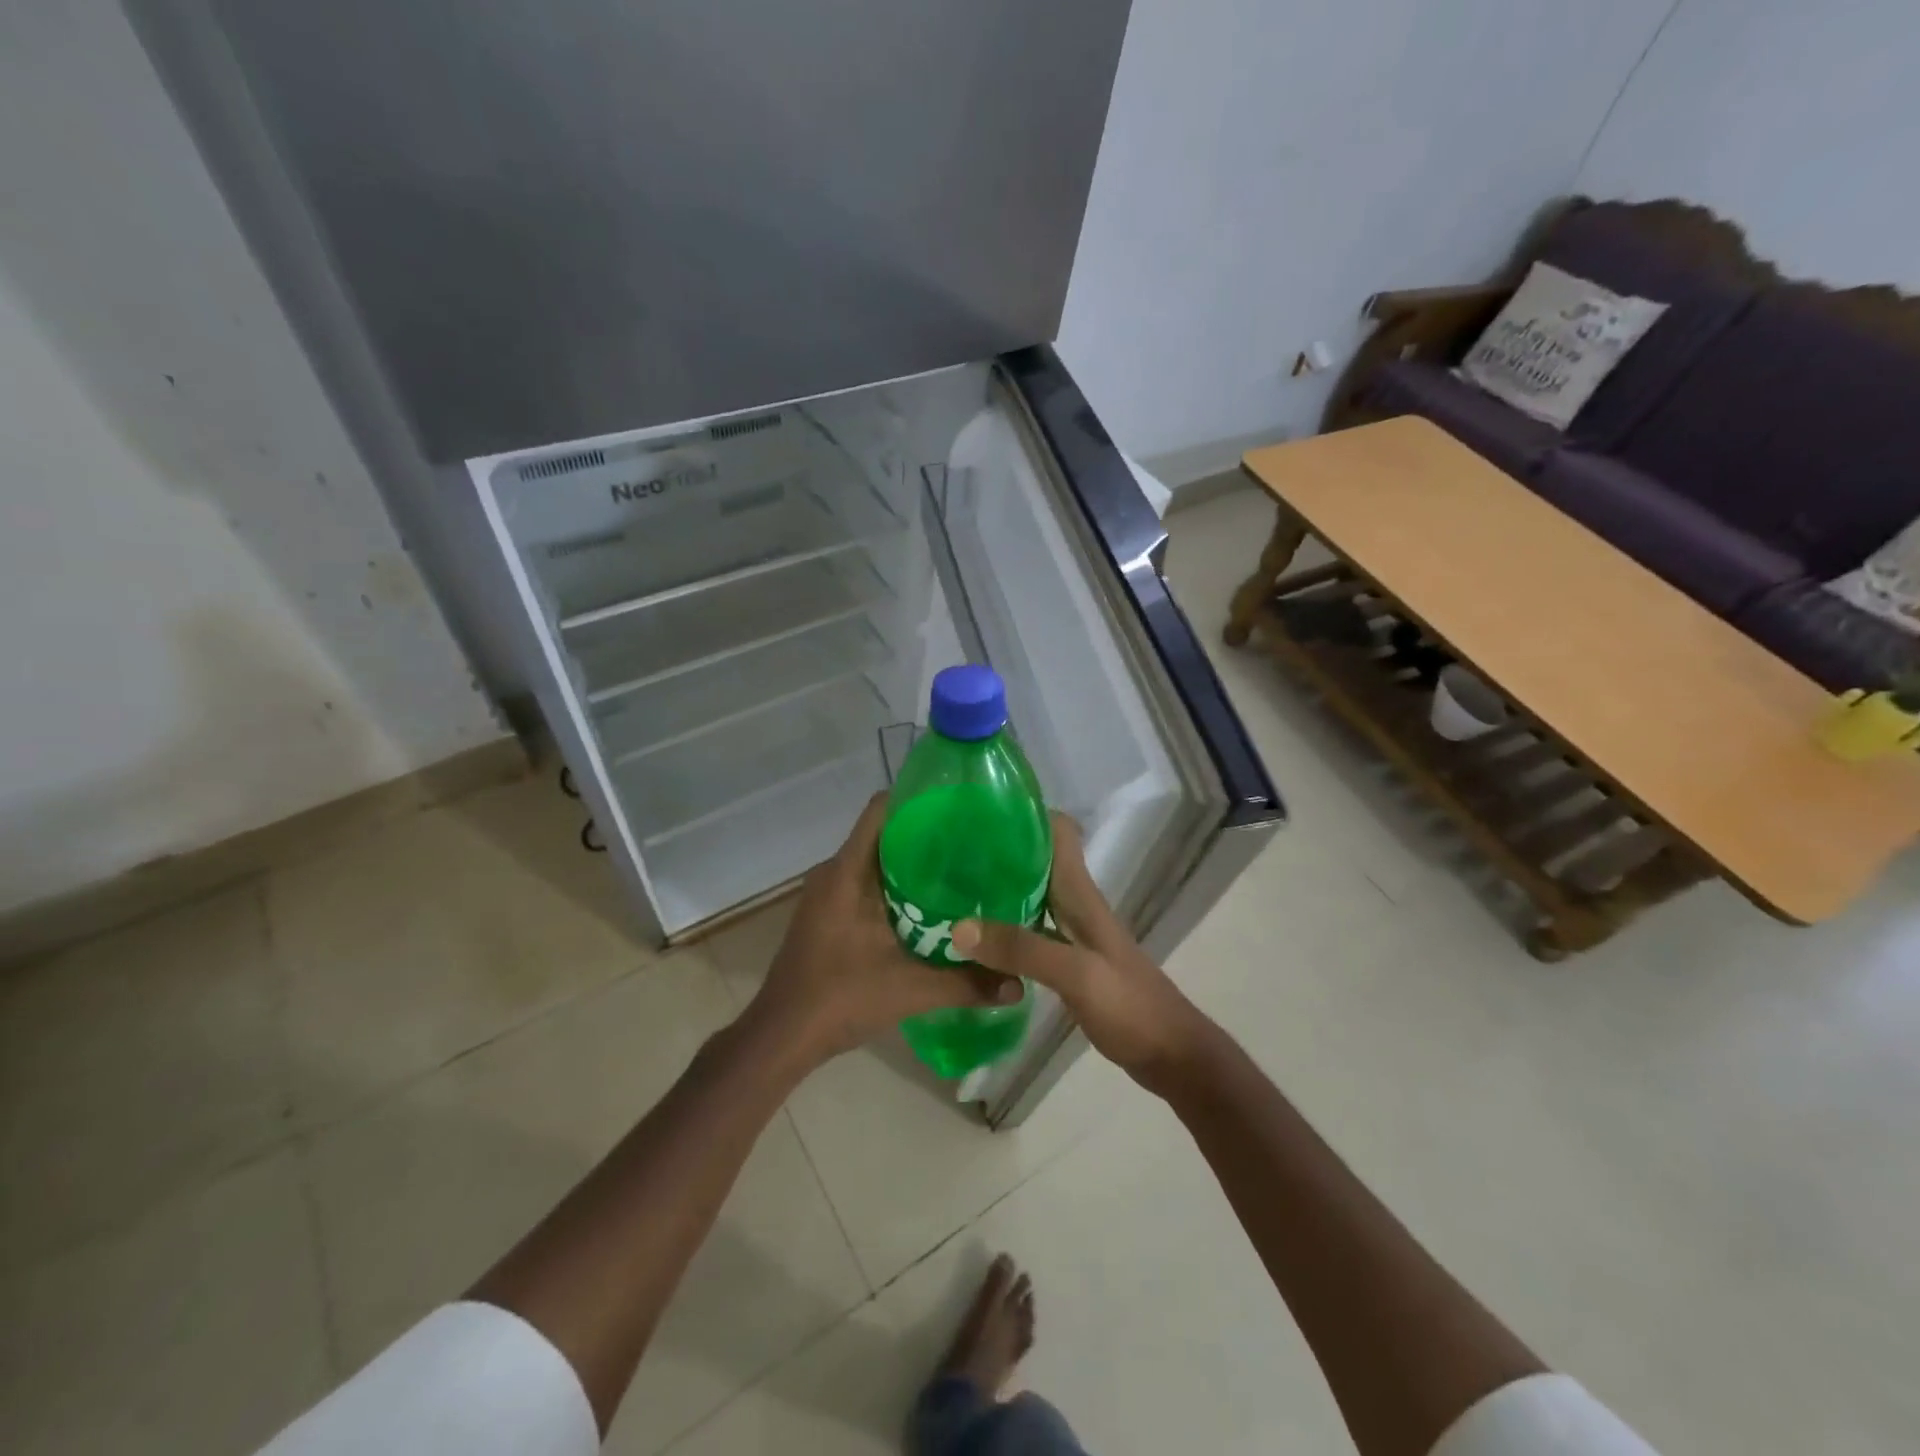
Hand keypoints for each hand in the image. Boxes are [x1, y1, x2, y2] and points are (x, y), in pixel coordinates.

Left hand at [745, 793, 1022, 1067]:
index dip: (919, 799)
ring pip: (876, 861)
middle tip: (974, 845)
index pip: (881, 809)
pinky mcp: (827, 915)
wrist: (781, 1038)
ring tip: (961, 874)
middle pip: (884, 834)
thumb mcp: (910, 990)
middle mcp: (834, 872)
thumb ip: (967, 984)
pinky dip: (897, 889)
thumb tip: (1019, 984)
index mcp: (847, 871)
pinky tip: (930, 910)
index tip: (960, 807)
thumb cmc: (839, 998)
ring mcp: (827, 894)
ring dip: (913, 865)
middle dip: (927, 835)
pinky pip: (866, 884)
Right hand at [950, 814, 1212, 1091]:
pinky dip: (1003, 930)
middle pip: (1036, 862)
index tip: (979, 812)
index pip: (1058, 831)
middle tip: (947, 855)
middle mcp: (1075, 905)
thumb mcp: (1076, 974)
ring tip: (949, 892)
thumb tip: (958, 927)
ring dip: (996, 891)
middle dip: (997, 852)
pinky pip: (1028, 932)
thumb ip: (1021, 949)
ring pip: (1029, 897)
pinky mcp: (1067, 962)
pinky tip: (975, 942)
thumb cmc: (1130, 1006)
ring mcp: (1072, 934)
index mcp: (1081, 894)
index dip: (1025, 814)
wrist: (1171, 1054)